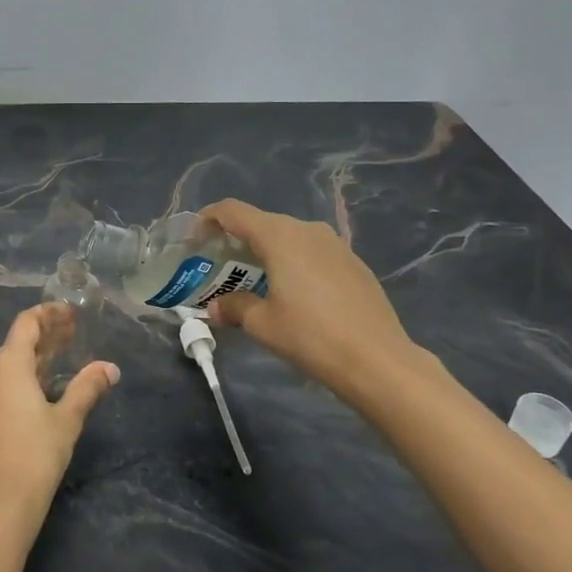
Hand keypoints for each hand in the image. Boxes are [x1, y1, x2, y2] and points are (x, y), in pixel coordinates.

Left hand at [0, 303, 118, 531]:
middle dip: (45, 336)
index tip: (71, 313)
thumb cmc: (35, 456)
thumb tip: (110, 368)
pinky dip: (24, 378)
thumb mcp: (67, 420)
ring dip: (36, 358)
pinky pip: (2, 386)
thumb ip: (87, 388)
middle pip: (16, 344)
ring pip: (8, 367)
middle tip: (74, 332)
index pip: (25, 324)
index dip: (48, 314)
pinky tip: (44, 388)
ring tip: (64, 357)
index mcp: (6, 368)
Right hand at [200, 199, 424, 399]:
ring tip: (253, 281)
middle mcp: (307, 230)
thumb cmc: (311, 336)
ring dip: (265, 252)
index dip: (207, 219)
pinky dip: (292, 262)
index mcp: (280, 236)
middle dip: (236, 240)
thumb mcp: (262, 324)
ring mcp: (335, 244)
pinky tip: (291, 293)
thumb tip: (216, 307)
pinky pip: (311, 252)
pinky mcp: (353, 262)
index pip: (233, 211)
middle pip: (261, 222)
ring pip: (288, 237)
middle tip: (219, 268)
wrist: (378, 360)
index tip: (194, 239)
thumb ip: (234, 307)